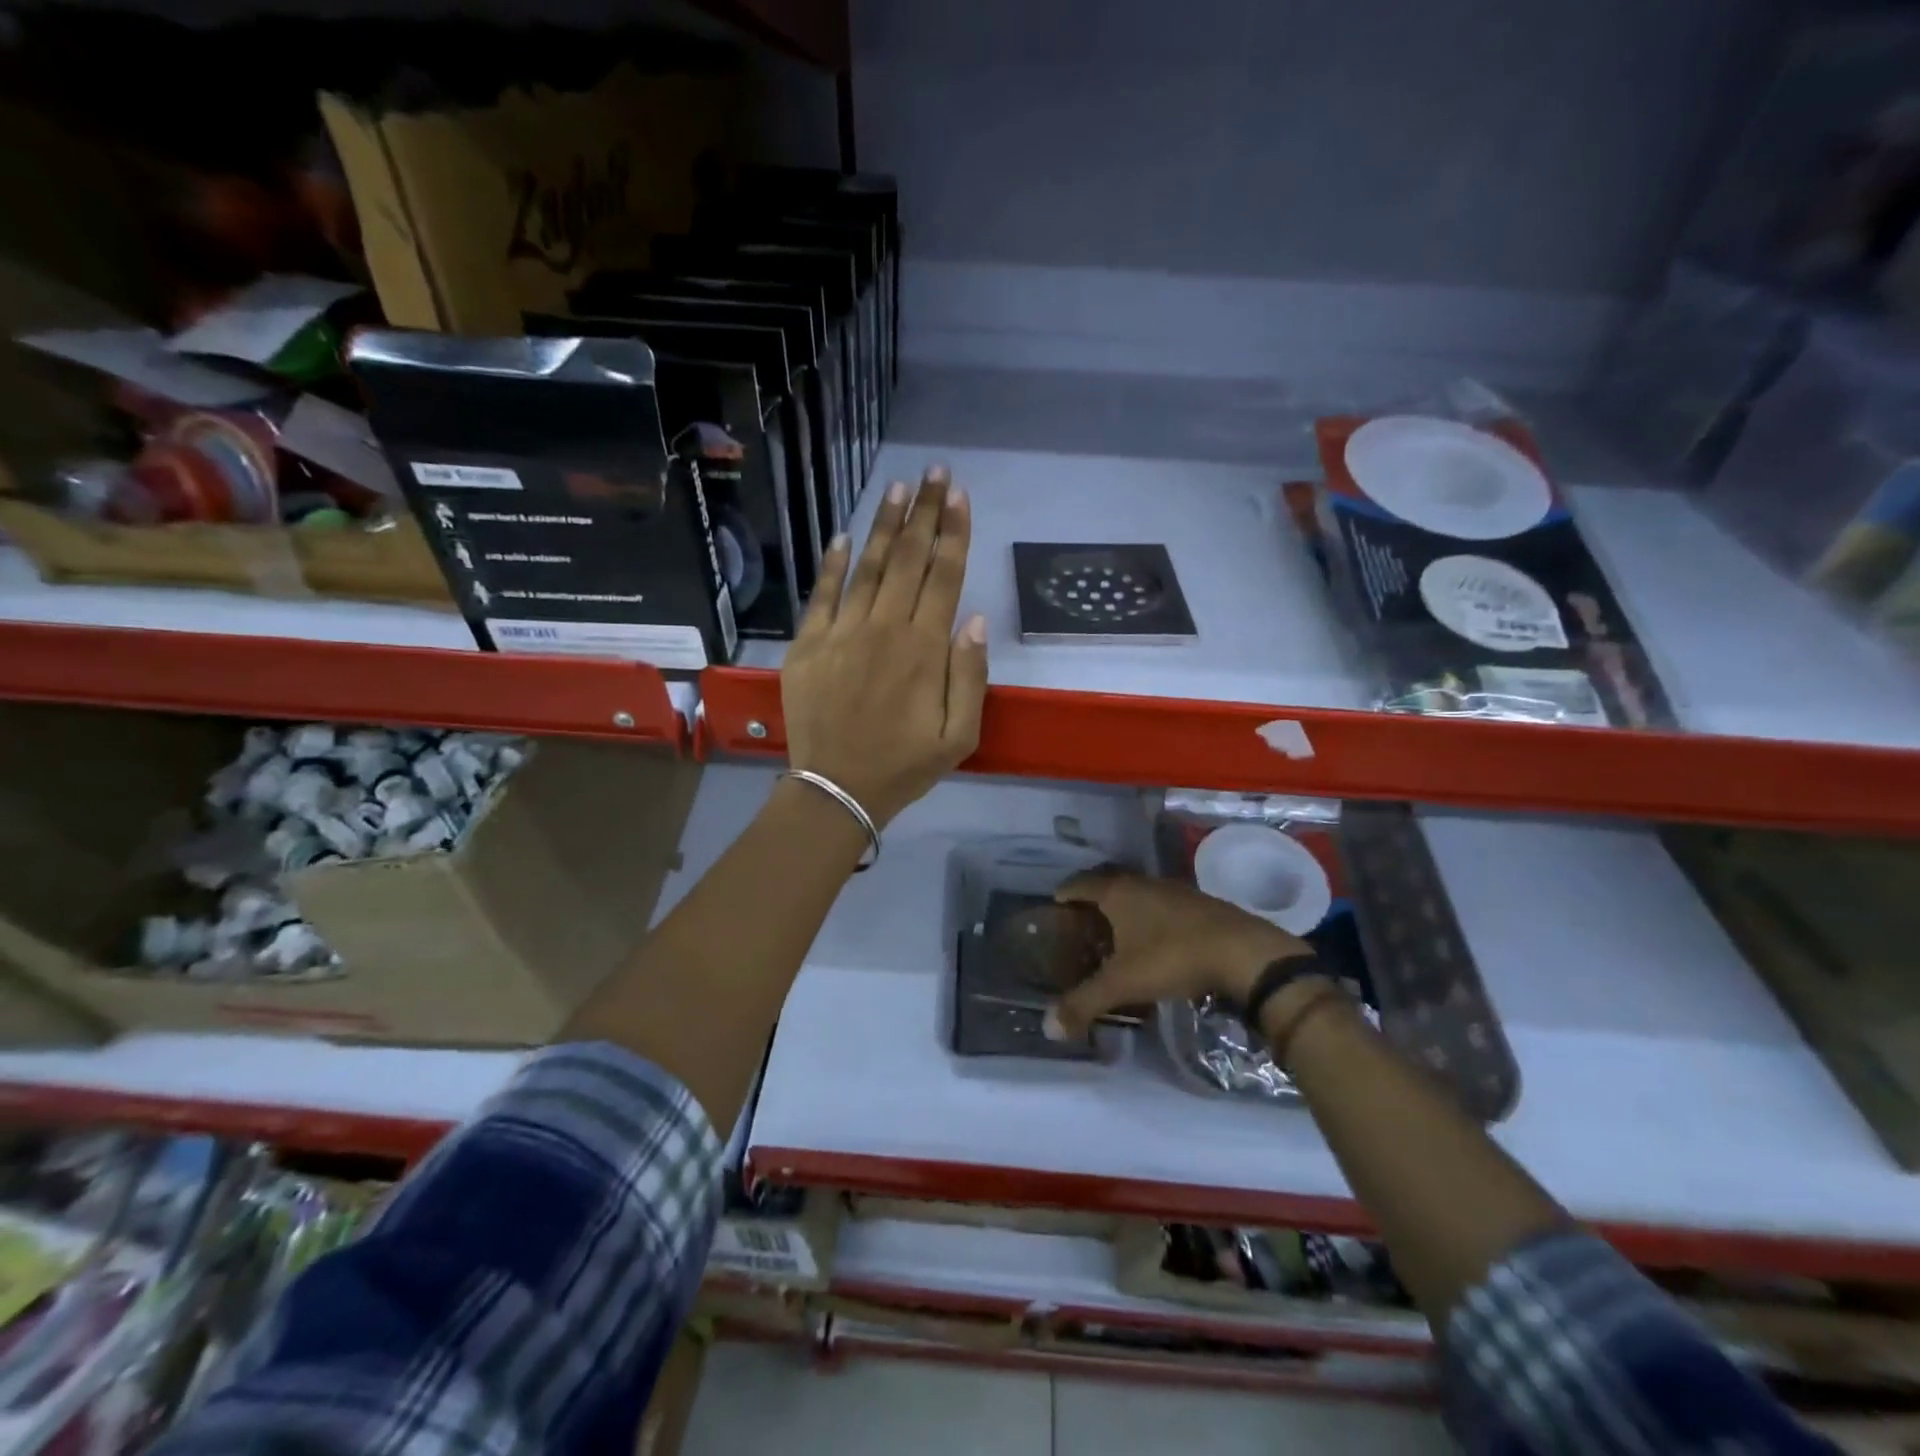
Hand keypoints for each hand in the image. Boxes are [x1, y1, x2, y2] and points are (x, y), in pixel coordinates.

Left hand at [781, 465, 987, 826]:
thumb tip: (973, 618)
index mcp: (925, 650)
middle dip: (924, 512)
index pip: (943, 576)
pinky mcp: (808, 645)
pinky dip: (834, 564)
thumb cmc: (905, 765)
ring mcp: (841, 633)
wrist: (836, 788)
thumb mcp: (959, 735)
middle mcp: (884, 629)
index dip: (953, 532)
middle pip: (908, 559)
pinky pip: (822, 595)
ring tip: (898, 489)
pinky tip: (844, 536)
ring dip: (884, 525)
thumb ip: (970, 674)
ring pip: (868, 567)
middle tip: (934, 473)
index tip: (959, 495)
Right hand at [1046, 872, 1311, 1039]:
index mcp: (1119, 892)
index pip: (1081, 883)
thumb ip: (1084, 1003)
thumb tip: (1048, 1027)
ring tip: (1116, 935)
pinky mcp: (1200, 904)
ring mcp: (1175, 891)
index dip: (1066, 892)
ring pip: (1139, 896)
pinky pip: (1163, 907)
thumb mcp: (1123, 984)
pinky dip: (1151, 919)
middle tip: (1081, 923)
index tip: (1055, 903)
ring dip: (1125, 911)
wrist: (1243, 952)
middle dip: (1094, 902)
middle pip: (1110, 886)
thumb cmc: (1172, 957)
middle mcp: (1143, 883)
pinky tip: (1156, 943)